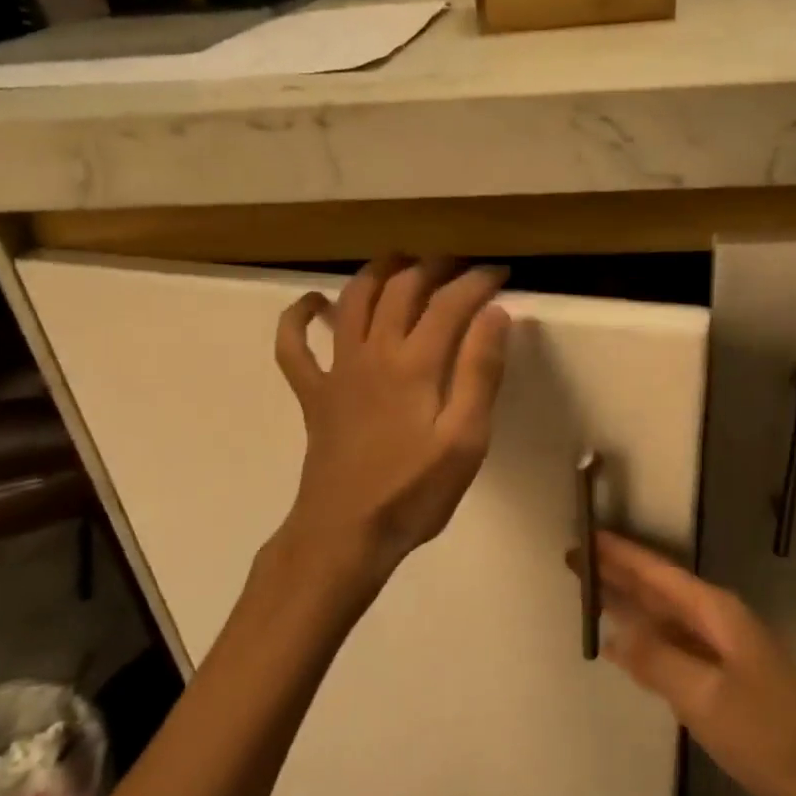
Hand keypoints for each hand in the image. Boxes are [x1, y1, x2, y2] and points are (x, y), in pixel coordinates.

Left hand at [275, 257, 509, 590]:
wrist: (346, 533)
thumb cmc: (414, 493)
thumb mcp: (465, 440)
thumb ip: (480, 373)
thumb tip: (496, 314)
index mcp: (415, 364)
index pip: (450, 303)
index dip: (478, 281)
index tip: (502, 274)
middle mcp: (373, 352)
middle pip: (401, 289)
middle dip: (434, 267)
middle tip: (460, 265)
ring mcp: (337, 370)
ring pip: (351, 300)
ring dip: (376, 272)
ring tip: (400, 261)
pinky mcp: (313, 393)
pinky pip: (293, 346)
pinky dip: (299, 318)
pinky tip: (313, 305)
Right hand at [572, 532, 795, 795]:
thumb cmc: (767, 736)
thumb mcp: (704, 697)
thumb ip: (657, 660)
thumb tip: (615, 632)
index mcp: (718, 613)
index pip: (658, 573)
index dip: (621, 554)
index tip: (584, 535)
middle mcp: (721, 622)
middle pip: (661, 589)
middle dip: (619, 573)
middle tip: (574, 559)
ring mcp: (725, 652)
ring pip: (666, 616)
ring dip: (630, 603)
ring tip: (591, 590)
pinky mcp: (725, 680)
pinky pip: (674, 645)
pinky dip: (647, 638)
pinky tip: (626, 644)